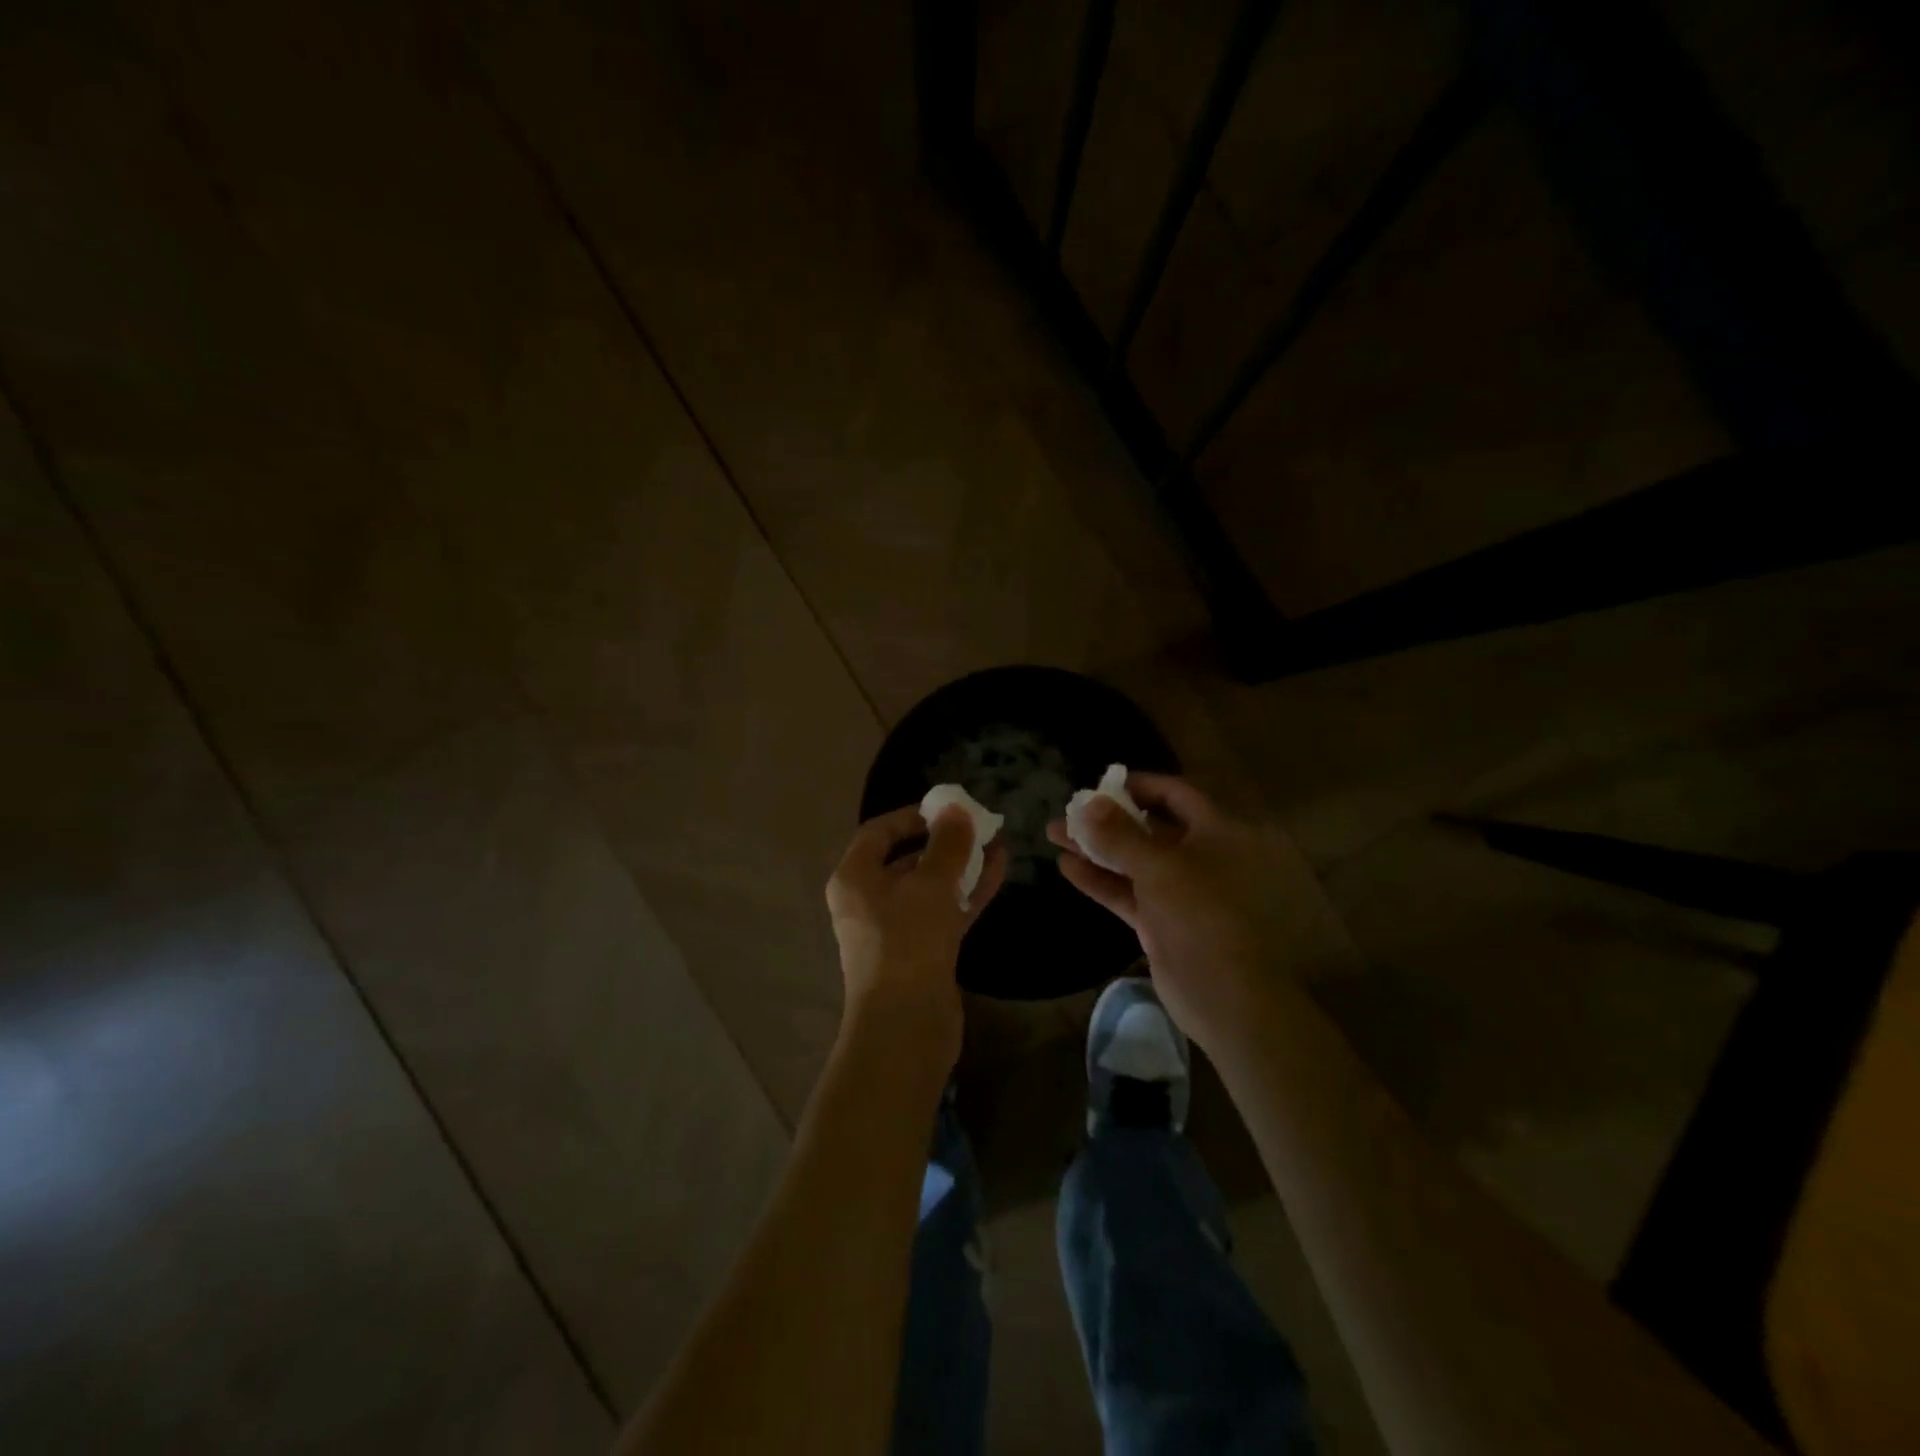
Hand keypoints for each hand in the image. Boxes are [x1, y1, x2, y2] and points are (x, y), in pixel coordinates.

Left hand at [826, 804, 1006, 1071]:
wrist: (906, 1026)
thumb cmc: (908, 942)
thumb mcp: (930, 884)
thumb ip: (947, 844)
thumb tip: (956, 809)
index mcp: (854, 878)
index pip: (879, 831)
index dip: (913, 816)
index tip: (948, 808)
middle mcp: (868, 900)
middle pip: (906, 858)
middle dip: (944, 840)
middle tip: (978, 825)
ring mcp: (895, 928)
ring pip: (930, 885)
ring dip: (961, 865)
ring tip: (997, 843)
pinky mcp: (920, 951)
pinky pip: (943, 910)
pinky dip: (967, 891)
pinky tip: (998, 871)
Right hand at [1047, 774, 1306, 1049]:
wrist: (1227, 997)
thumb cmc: (1202, 915)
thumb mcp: (1159, 866)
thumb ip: (1119, 834)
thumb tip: (1087, 803)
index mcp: (1222, 833)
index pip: (1177, 794)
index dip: (1138, 786)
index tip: (1099, 784)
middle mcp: (1205, 857)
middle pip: (1151, 828)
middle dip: (1107, 819)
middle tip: (1067, 812)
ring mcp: (1184, 892)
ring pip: (1136, 861)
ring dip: (1097, 848)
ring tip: (1054, 835)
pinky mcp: (1165, 922)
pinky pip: (1130, 892)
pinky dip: (1101, 880)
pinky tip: (1066, 868)